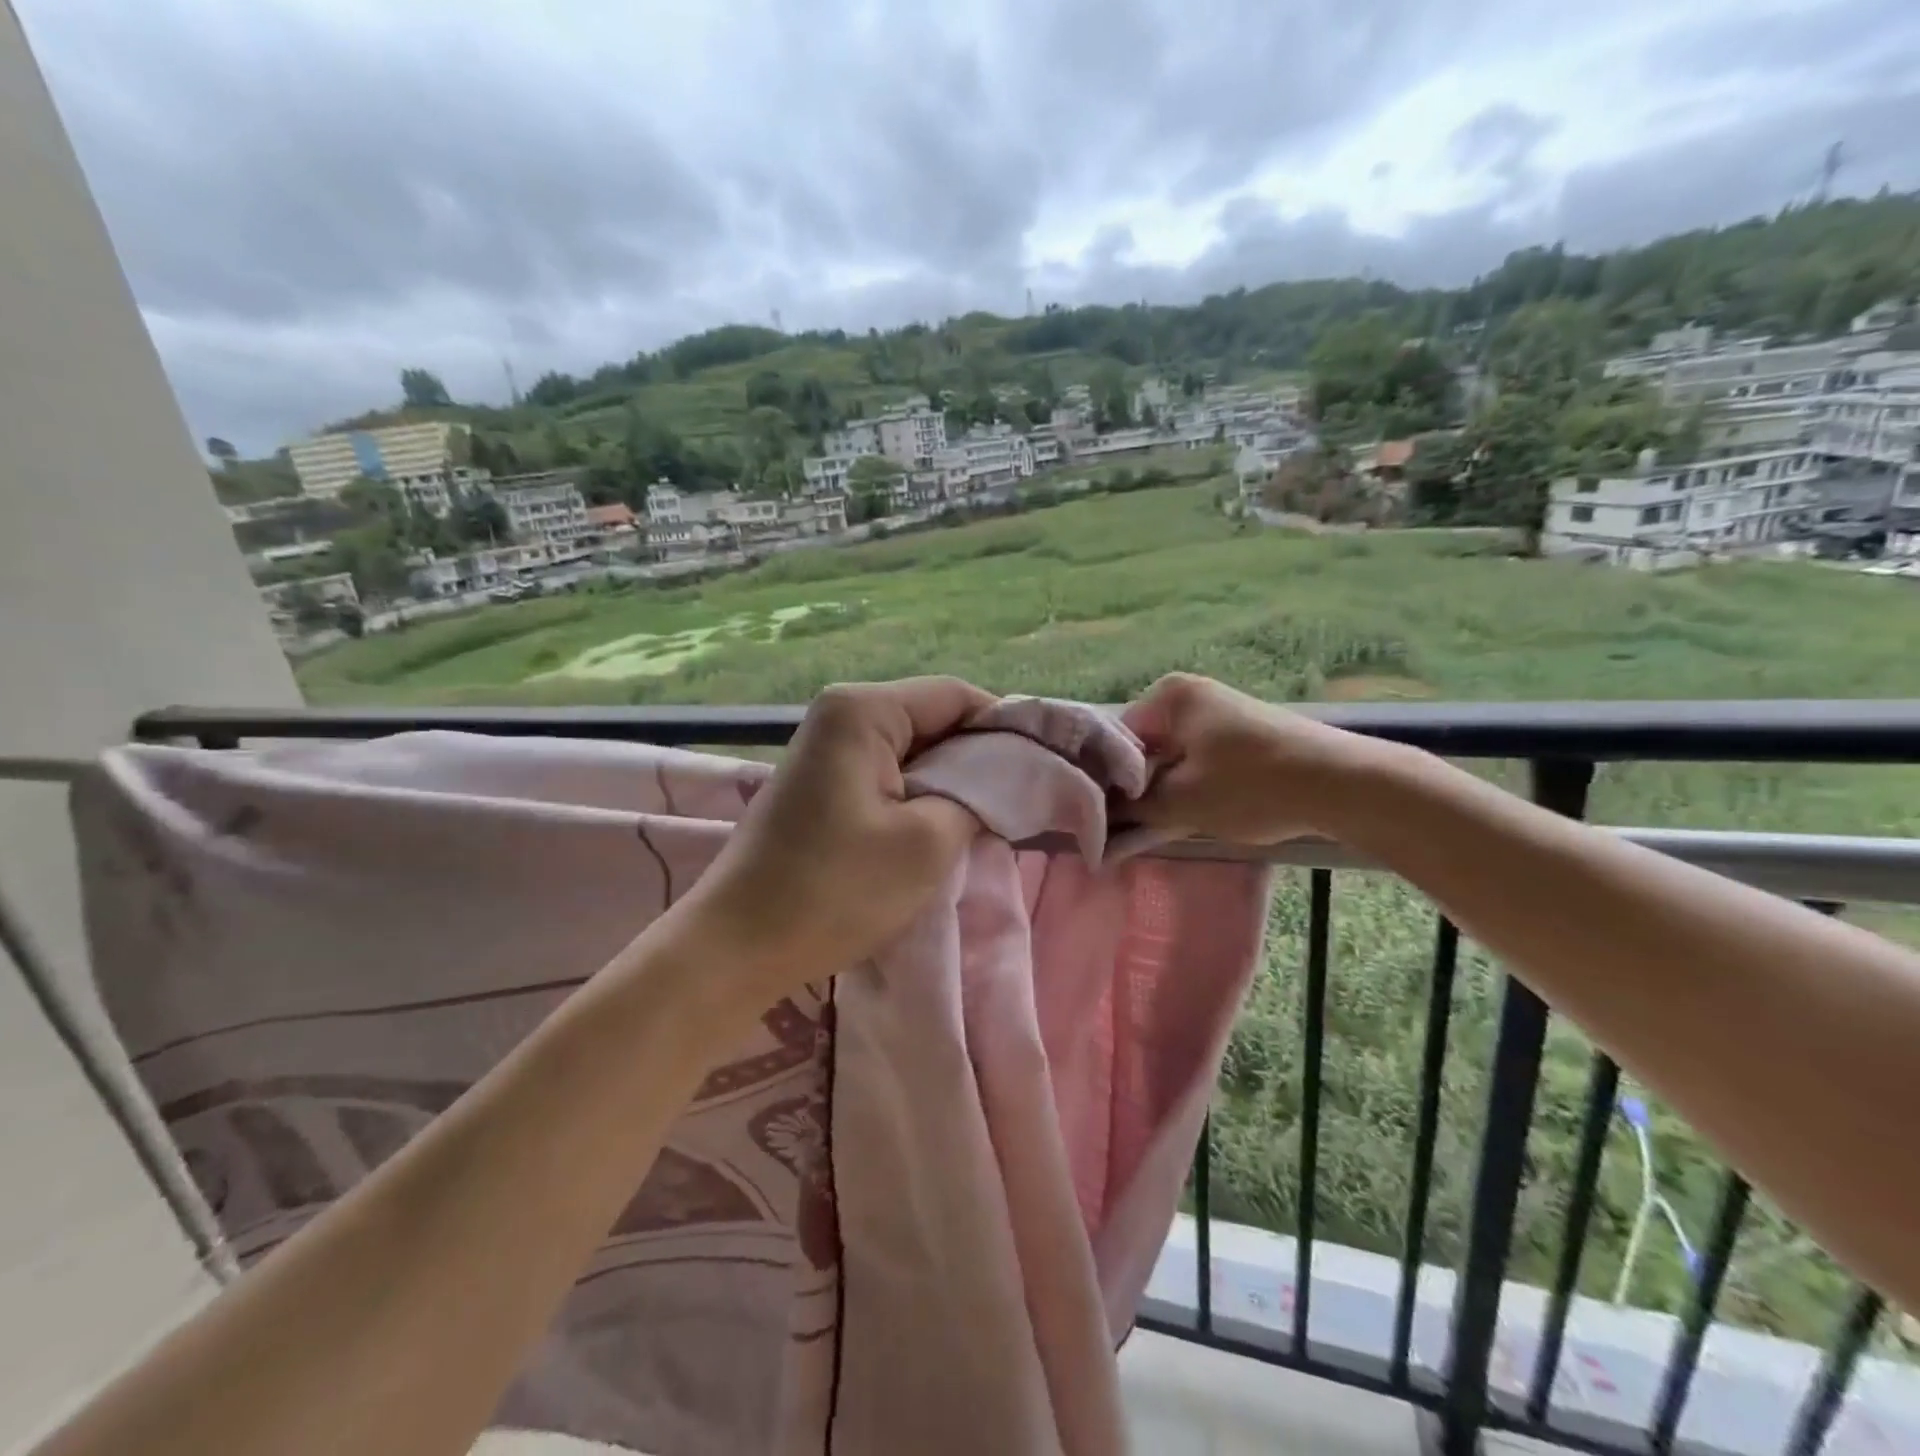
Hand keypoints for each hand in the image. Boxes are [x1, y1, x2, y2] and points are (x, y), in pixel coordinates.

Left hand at [680, 677, 993, 1002]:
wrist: (737, 946)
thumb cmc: (835, 890)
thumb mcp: (927, 843)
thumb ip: (978, 798)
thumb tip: (1002, 781)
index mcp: (863, 710)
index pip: (956, 695)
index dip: (1005, 728)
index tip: (1042, 769)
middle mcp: (841, 715)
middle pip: (932, 719)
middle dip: (978, 759)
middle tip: (1020, 802)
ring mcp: (826, 750)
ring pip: (912, 751)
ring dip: (949, 783)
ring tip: (985, 821)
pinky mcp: (821, 785)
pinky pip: (887, 775)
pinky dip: (919, 797)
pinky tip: (938, 830)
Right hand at [1121, 673, 1382, 844]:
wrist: (1343, 784)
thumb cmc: (1251, 786)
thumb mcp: (1181, 803)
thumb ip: (1132, 811)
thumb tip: (1100, 820)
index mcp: (1168, 696)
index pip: (1114, 741)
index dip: (1106, 784)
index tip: (1103, 820)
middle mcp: (1190, 695)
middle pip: (1143, 748)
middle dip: (1135, 790)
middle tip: (1126, 831)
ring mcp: (1219, 713)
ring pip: (1171, 758)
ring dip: (1162, 793)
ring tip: (1158, 829)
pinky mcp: (1242, 736)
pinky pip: (1198, 761)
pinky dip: (1190, 788)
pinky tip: (1191, 817)